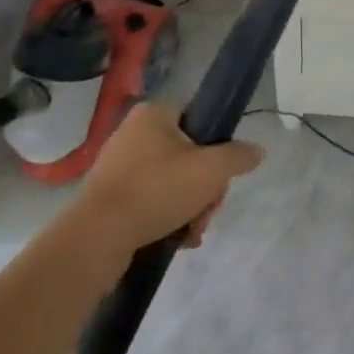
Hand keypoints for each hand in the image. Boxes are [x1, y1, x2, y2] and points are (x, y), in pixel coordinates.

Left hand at [77, 101, 262, 250]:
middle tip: (208, 209)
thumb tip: (256, 151)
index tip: (221, 173)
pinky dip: (167, 216)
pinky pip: (150, 199)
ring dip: (190, 206)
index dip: (216, 145)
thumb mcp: (213, 169)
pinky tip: (176, 238)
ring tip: (192, 231)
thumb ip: (240, 156)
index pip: (199, 118)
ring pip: (172, 181)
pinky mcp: (108, 196)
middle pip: (189, 154)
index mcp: (154, 114)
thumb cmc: (158, 190)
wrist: (97, 238)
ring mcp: (118, 166)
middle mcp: (133, 133)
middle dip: (205, 187)